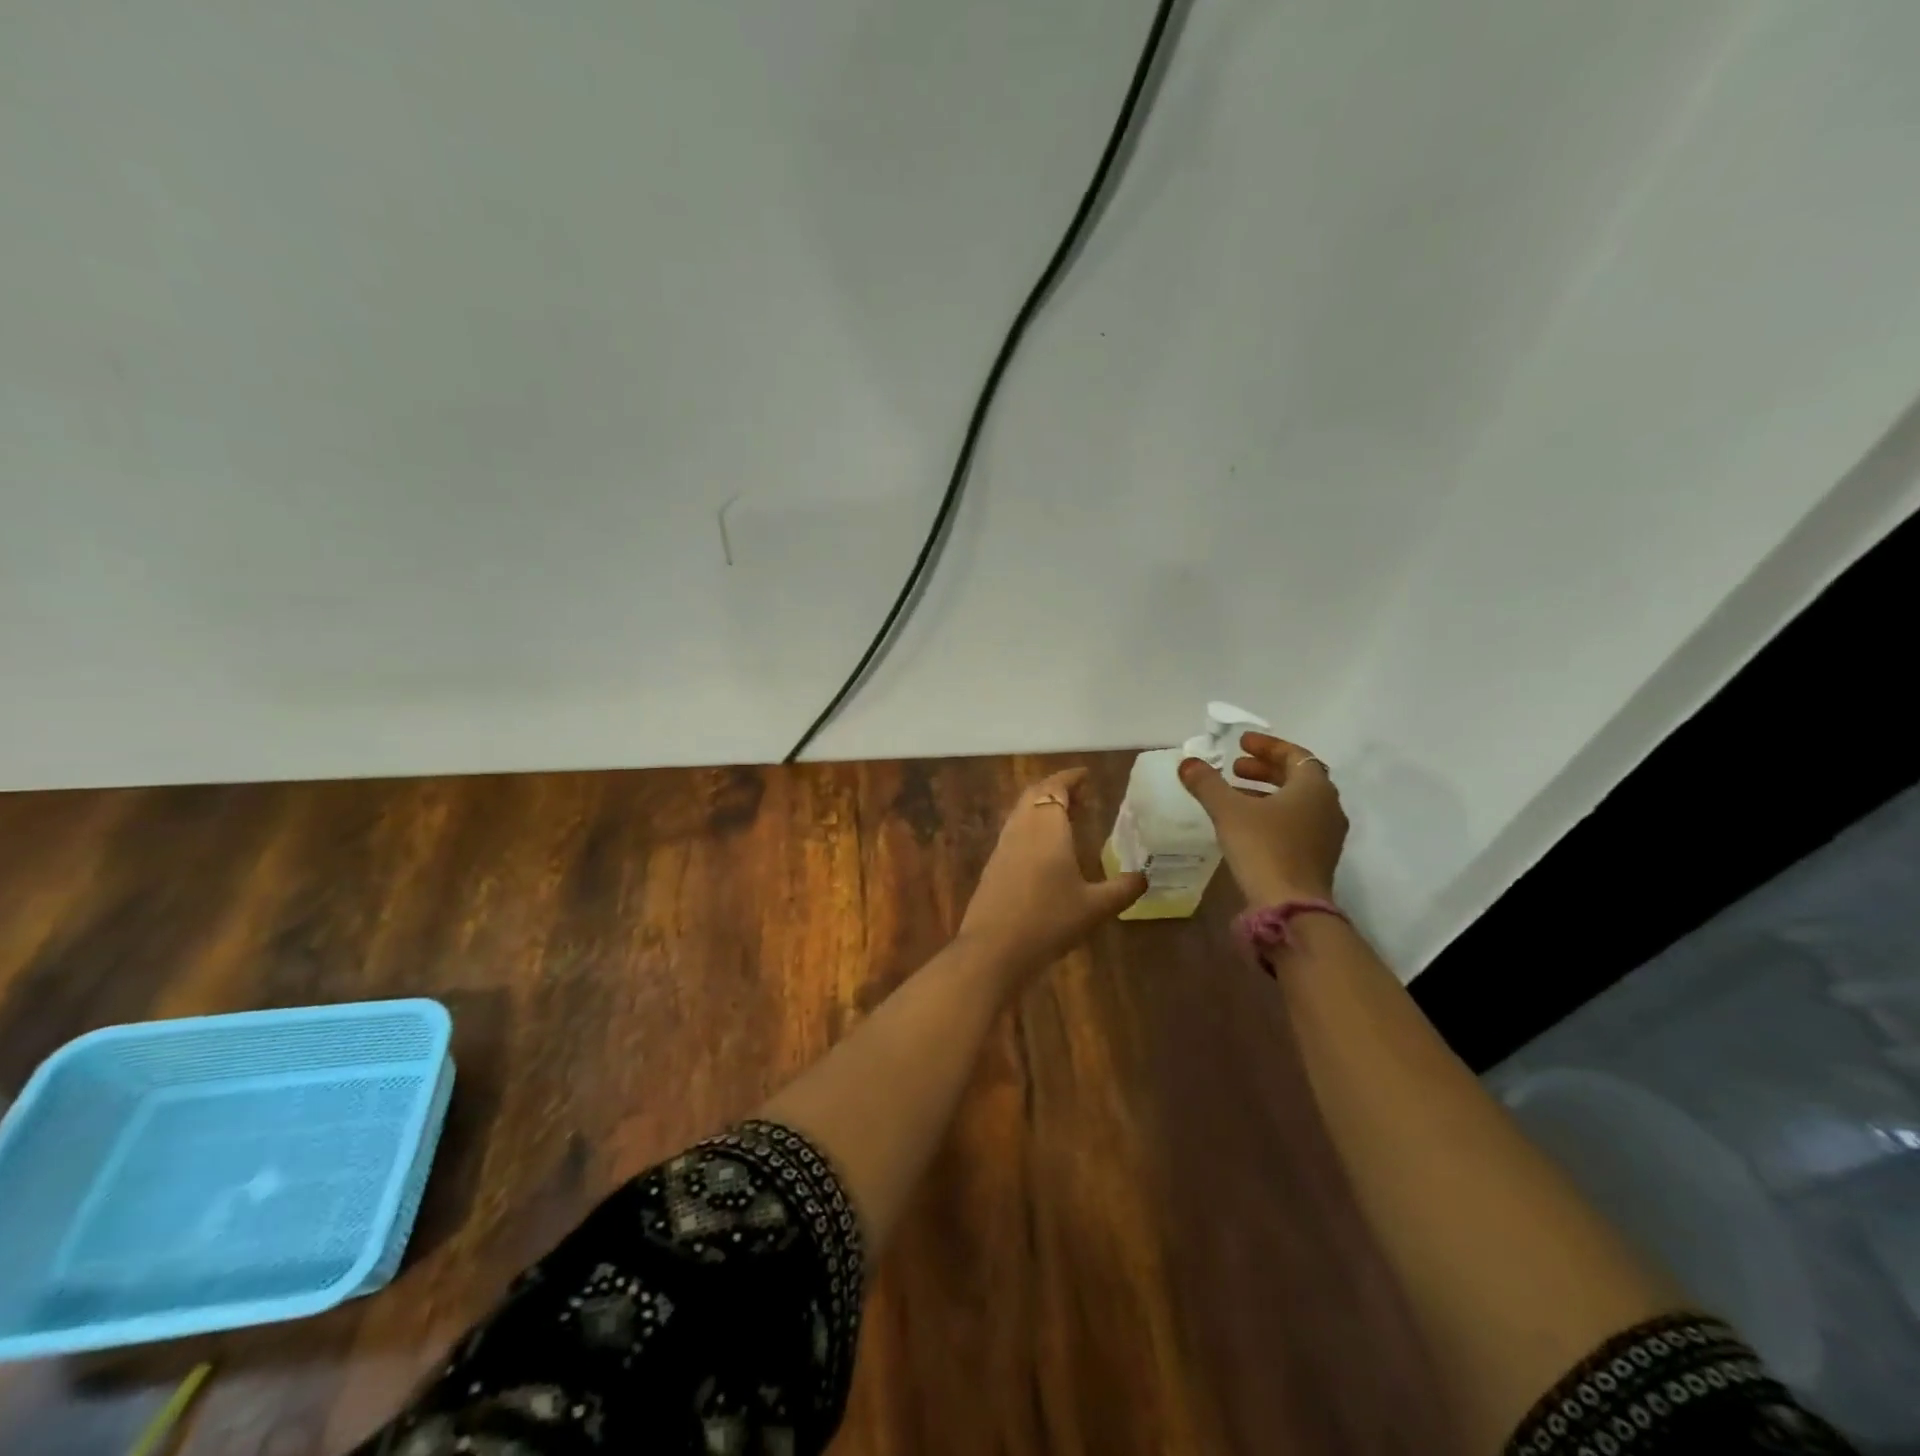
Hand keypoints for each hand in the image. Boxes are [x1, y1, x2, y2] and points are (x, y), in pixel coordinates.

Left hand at [957, 768, 1147, 977]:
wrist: (994, 949)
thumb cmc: (1049, 921)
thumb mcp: (1095, 908)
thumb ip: (1123, 889)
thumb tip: (1146, 877)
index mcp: (1047, 827)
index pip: (1056, 787)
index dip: (1071, 778)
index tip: (1086, 775)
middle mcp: (1022, 828)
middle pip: (1035, 794)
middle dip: (1056, 788)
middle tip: (1080, 795)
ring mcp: (1003, 846)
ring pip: (1022, 812)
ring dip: (1042, 807)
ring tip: (1066, 818)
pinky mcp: (993, 866)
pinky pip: (1014, 831)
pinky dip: (1031, 826)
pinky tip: (1044, 850)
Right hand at [1178, 732, 1347, 906]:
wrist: (1290, 906)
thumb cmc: (1263, 848)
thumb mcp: (1228, 810)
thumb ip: (1207, 783)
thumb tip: (1187, 762)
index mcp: (1314, 787)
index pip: (1295, 755)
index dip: (1267, 746)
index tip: (1241, 743)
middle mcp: (1328, 806)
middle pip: (1297, 777)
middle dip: (1264, 769)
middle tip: (1234, 768)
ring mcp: (1327, 834)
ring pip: (1297, 802)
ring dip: (1267, 792)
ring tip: (1235, 793)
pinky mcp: (1318, 857)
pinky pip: (1297, 823)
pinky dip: (1273, 814)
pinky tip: (1247, 824)